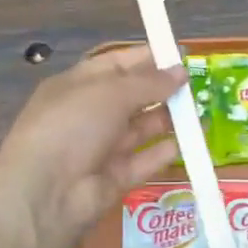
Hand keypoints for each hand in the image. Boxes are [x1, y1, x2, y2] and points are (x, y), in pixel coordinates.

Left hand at [0, 46, 186, 247]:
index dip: (146, 58)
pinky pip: (144, 161)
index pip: (115, 65)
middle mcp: (88, 114)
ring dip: (168, 120)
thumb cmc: (72, 125)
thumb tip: (181, 71)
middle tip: (197, 86)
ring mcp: (101, 148)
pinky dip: (165, 151)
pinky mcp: (114, 178)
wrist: (45, 192)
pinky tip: (191, 143)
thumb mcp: (111, 93)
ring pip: (140, 129)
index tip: (179, 55)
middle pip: (131, 97)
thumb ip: (149, 82)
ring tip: (201, 112)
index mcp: (77, 85)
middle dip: (161, 90)